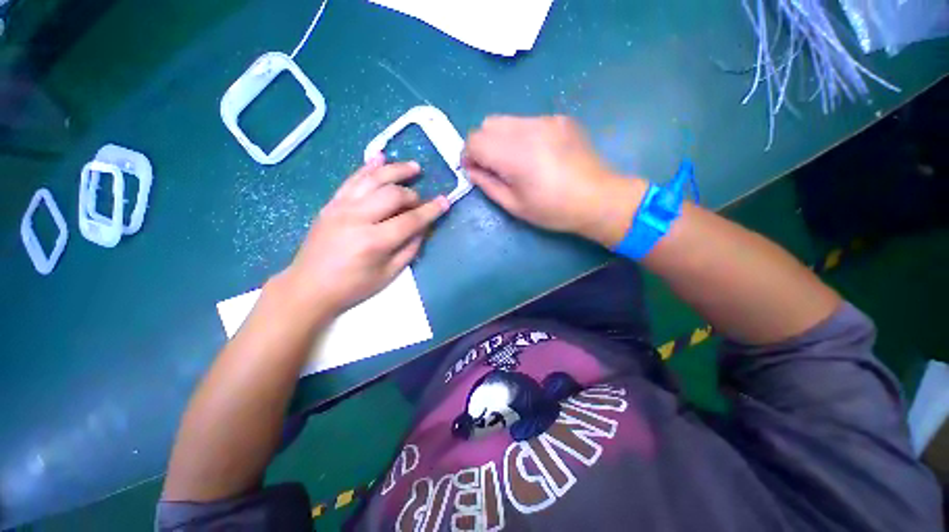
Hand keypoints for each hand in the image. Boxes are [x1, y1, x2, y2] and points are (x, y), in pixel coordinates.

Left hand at [278, 155, 448, 316]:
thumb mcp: (389, 274)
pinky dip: (368, 167)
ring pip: (373, 179)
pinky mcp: (331, 204)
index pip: (410, 220)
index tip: (445, 201)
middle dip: (413, 195)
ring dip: (396, 170)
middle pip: (393, 194)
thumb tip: (423, 227)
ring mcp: (341, 207)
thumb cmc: (353, 287)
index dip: (431, 210)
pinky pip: (352, 179)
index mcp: (374, 242)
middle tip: (420, 202)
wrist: (309, 287)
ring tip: (414, 167)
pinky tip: (380, 157)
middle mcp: (357, 218)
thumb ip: (410, 248)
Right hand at [463, 115, 645, 246]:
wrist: (599, 199)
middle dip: (483, 144)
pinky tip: (537, 155)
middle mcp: (528, 128)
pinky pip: (528, 121)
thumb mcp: (514, 206)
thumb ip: (487, 184)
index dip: (468, 155)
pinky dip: (521, 135)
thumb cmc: (554, 210)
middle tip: (494, 167)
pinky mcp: (560, 119)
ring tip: (516, 161)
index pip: (475, 140)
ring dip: (501, 139)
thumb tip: (471, 169)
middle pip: (488, 123)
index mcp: (515, 155)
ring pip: (507, 120)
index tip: (475, 170)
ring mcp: (547, 120)